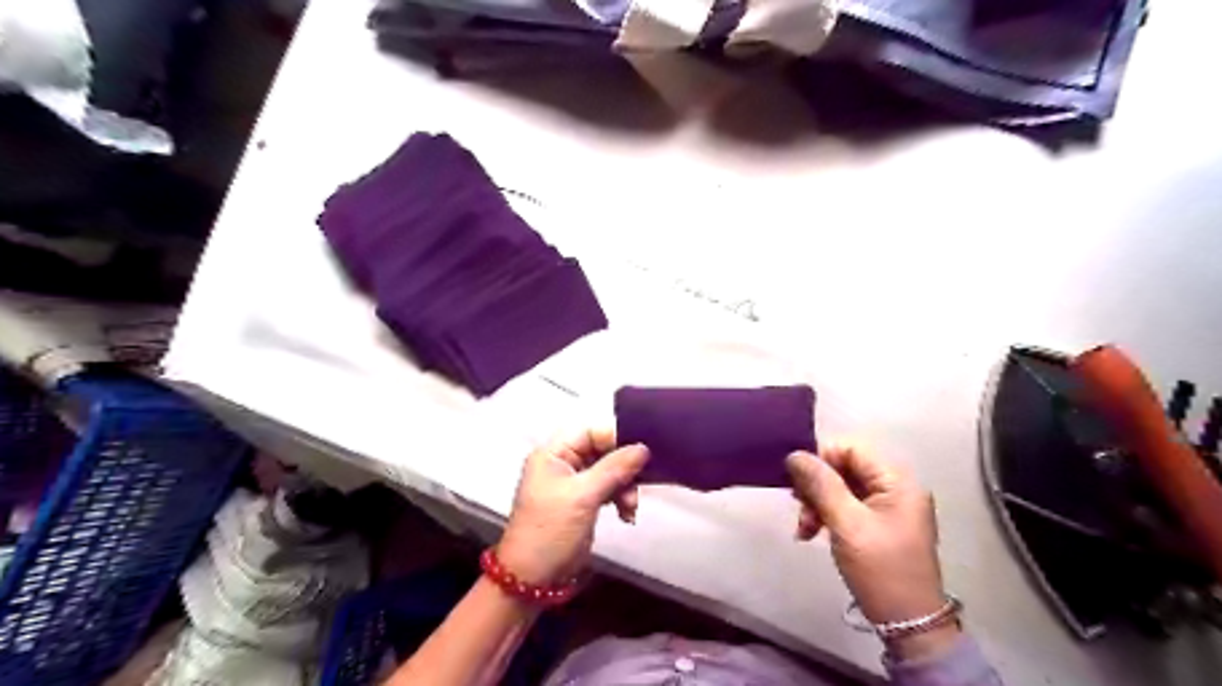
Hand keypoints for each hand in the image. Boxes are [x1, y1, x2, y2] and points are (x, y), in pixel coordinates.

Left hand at [495, 428, 648, 584]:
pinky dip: (620, 498)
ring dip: (625, 485)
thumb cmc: (551, 530)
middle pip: (602, 449)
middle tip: (640, 483)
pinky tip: (627, 514)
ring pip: (609, 470)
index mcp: (553, 452)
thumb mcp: (583, 496)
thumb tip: (643, 448)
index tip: (642, 453)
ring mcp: (572, 483)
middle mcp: (562, 462)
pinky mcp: (582, 502)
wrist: (532, 579)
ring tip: (631, 507)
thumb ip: (614, 468)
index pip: (591, 430)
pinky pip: (607, 488)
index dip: (617, 438)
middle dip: (623, 466)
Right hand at [789, 444, 959, 659]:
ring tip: (804, 527)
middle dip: (817, 486)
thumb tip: (795, 455)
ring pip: (841, 487)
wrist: (908, 624)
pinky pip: (846, 506)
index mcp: (897, 481)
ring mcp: (888, 507)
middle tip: (798, 508)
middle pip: (845, 467)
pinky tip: (811, 532)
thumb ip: (821, 485)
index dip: (821, 459)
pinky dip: (826, 515)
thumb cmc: (880, 569)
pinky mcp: (879, 524)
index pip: (851, 449)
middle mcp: (895, 487)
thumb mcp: (847, 524)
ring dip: (817, 503)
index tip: (798, 482)